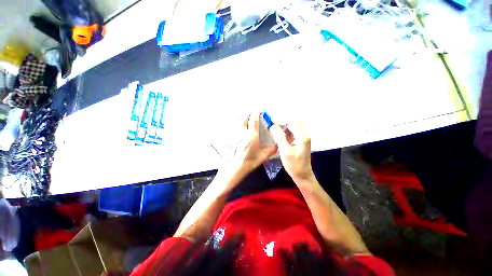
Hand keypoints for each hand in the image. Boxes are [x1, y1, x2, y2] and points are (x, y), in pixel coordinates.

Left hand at [229, 112, 277, 175]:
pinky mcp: (230, 137)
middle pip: (244, 118)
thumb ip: (271, 150)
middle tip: (251, 111)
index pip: (253, 120)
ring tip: (244, 116)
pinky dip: (236, 123)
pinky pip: (233, 127)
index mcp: (251, 136)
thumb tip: (277, 145)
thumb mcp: (263, 157)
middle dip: (248, 113)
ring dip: (241, 117)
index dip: (256, 113)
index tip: (258, 110)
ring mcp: (235, 134)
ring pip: (237, 121)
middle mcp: (242, 133)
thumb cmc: (249, 162)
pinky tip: (239, 128)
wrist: (235, 167)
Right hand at [270, 122, 313, 182]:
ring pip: (293, 126)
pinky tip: (280, 134)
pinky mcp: (301, 140)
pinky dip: (286, 131)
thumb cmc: (294, 165)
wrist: (303, 175)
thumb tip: (273, 126)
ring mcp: (304, 137)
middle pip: (293, 122)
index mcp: (302, 137)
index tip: (271, 122)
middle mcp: (305, 135)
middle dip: (282, 122)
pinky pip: (293, 131)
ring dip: (284, 126)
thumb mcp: (285, 151)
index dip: (281, 120)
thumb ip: (279, 137)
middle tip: (272, 125)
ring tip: (274, 128)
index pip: (292, 122)